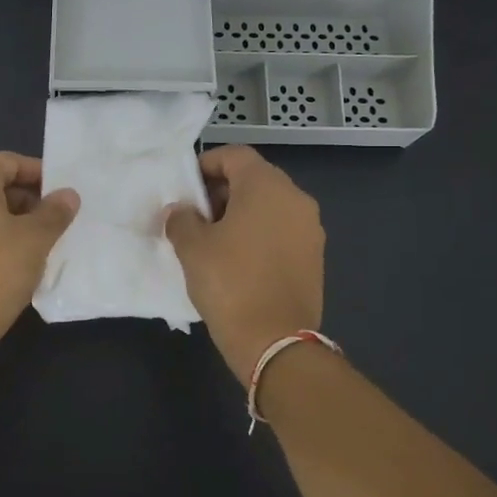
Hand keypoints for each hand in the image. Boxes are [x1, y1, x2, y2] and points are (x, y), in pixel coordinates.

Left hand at [0, 152, 78, 348]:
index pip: (9, 162)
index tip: (60, 196)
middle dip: (21, 197)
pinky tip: (0, 257)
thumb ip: (54, 211)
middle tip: (48, 220)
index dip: (38, 175)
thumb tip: (67, 195)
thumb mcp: (36, 238)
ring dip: (2, 216)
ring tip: (28, 241)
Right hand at [163, 146, 323, 385]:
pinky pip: (281, 230)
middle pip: (255, 179)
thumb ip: (182, 219)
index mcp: (267, 187)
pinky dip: (259, 234)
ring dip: (241, 214)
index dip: (206, 164)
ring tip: (214, 241)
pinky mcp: (314, 256)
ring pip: (269, 206)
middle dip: (222, 191)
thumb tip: (181, 211)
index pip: (235, 155)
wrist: (274, 341)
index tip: (185, 188)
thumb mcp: (192, 248)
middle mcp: (296, 199)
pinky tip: (237, 261)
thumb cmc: (229, 283)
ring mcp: (310, 229)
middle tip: (195, 216)